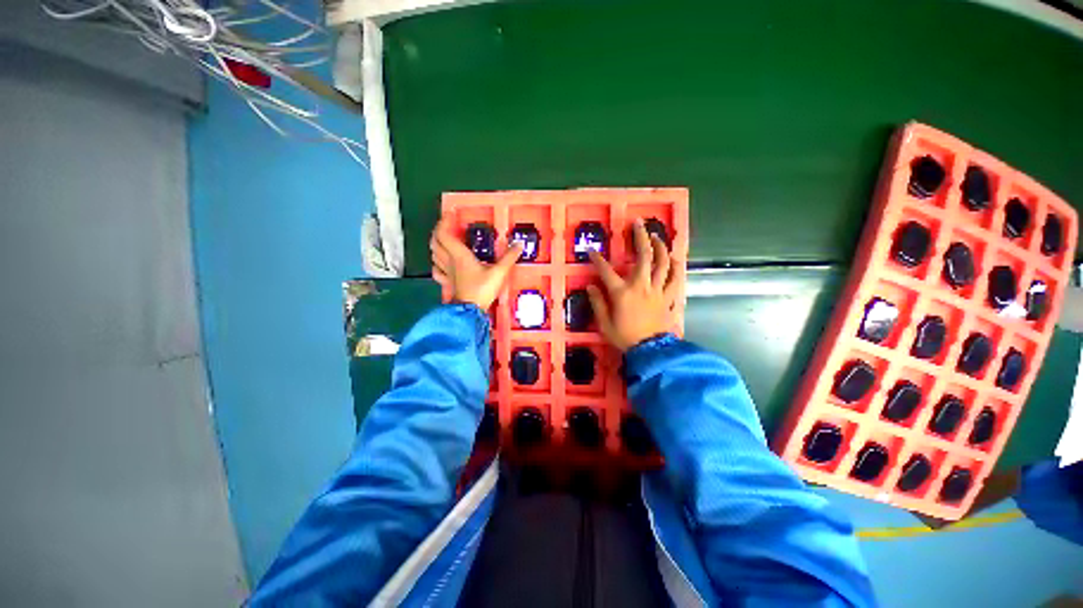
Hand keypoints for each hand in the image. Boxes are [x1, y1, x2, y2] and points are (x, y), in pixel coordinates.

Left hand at [431, 218, 523, 309]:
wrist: (470, 312)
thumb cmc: (482, 290)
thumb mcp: (499, 273)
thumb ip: (509, 257)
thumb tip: (519, 244)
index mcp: (459, 255)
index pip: (443, 233)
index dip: (444, 221)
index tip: (450, 213)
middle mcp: (449, 261)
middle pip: (435, 242)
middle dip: (438, 230)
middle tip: (447, 225)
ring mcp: (447, 273)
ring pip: (434, 254)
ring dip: (436, 244)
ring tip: (444, 240)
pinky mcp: (447, 283)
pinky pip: (437, 271)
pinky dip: (437, 263)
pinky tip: (441, 263)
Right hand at [587, 220, 677, 351]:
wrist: (649, 351)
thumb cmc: (624, 337)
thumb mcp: (604, 323)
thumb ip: (597, 303)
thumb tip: (590, 286)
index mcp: (622, 293)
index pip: (606, 271)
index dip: (597, 259)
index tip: (592, 250)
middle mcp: (641, 286)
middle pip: (643, 256)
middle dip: (640, 237)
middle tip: (638, 224)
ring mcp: (657, 290)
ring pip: (663, 263)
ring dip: (661, 247)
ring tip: (657, 237)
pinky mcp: (668, 297)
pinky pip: (676, 279)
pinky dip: (677, 267)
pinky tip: (675, 258)